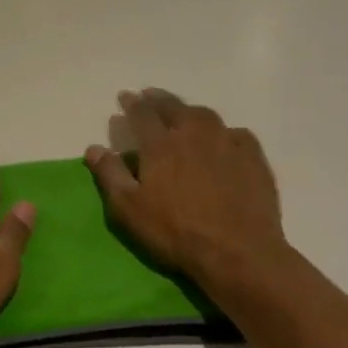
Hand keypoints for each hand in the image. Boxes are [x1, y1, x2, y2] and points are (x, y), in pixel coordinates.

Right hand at [84, 89, 288, 293]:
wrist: (238, 252)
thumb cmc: (175, 231)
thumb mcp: (129, 208)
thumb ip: (110, 174)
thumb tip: (93, 147)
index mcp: (161, 144)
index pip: (142, 113)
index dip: (132, 103)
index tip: (125, 96)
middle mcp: (194, 134)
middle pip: (174, 107)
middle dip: (158, 99)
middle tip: (150, 95)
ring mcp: (227, 143)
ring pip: (205, 115)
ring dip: (189, 111)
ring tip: (183, 114)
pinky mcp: (253, 158)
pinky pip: (236, 134)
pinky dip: (223, 131)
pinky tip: (223, 139)